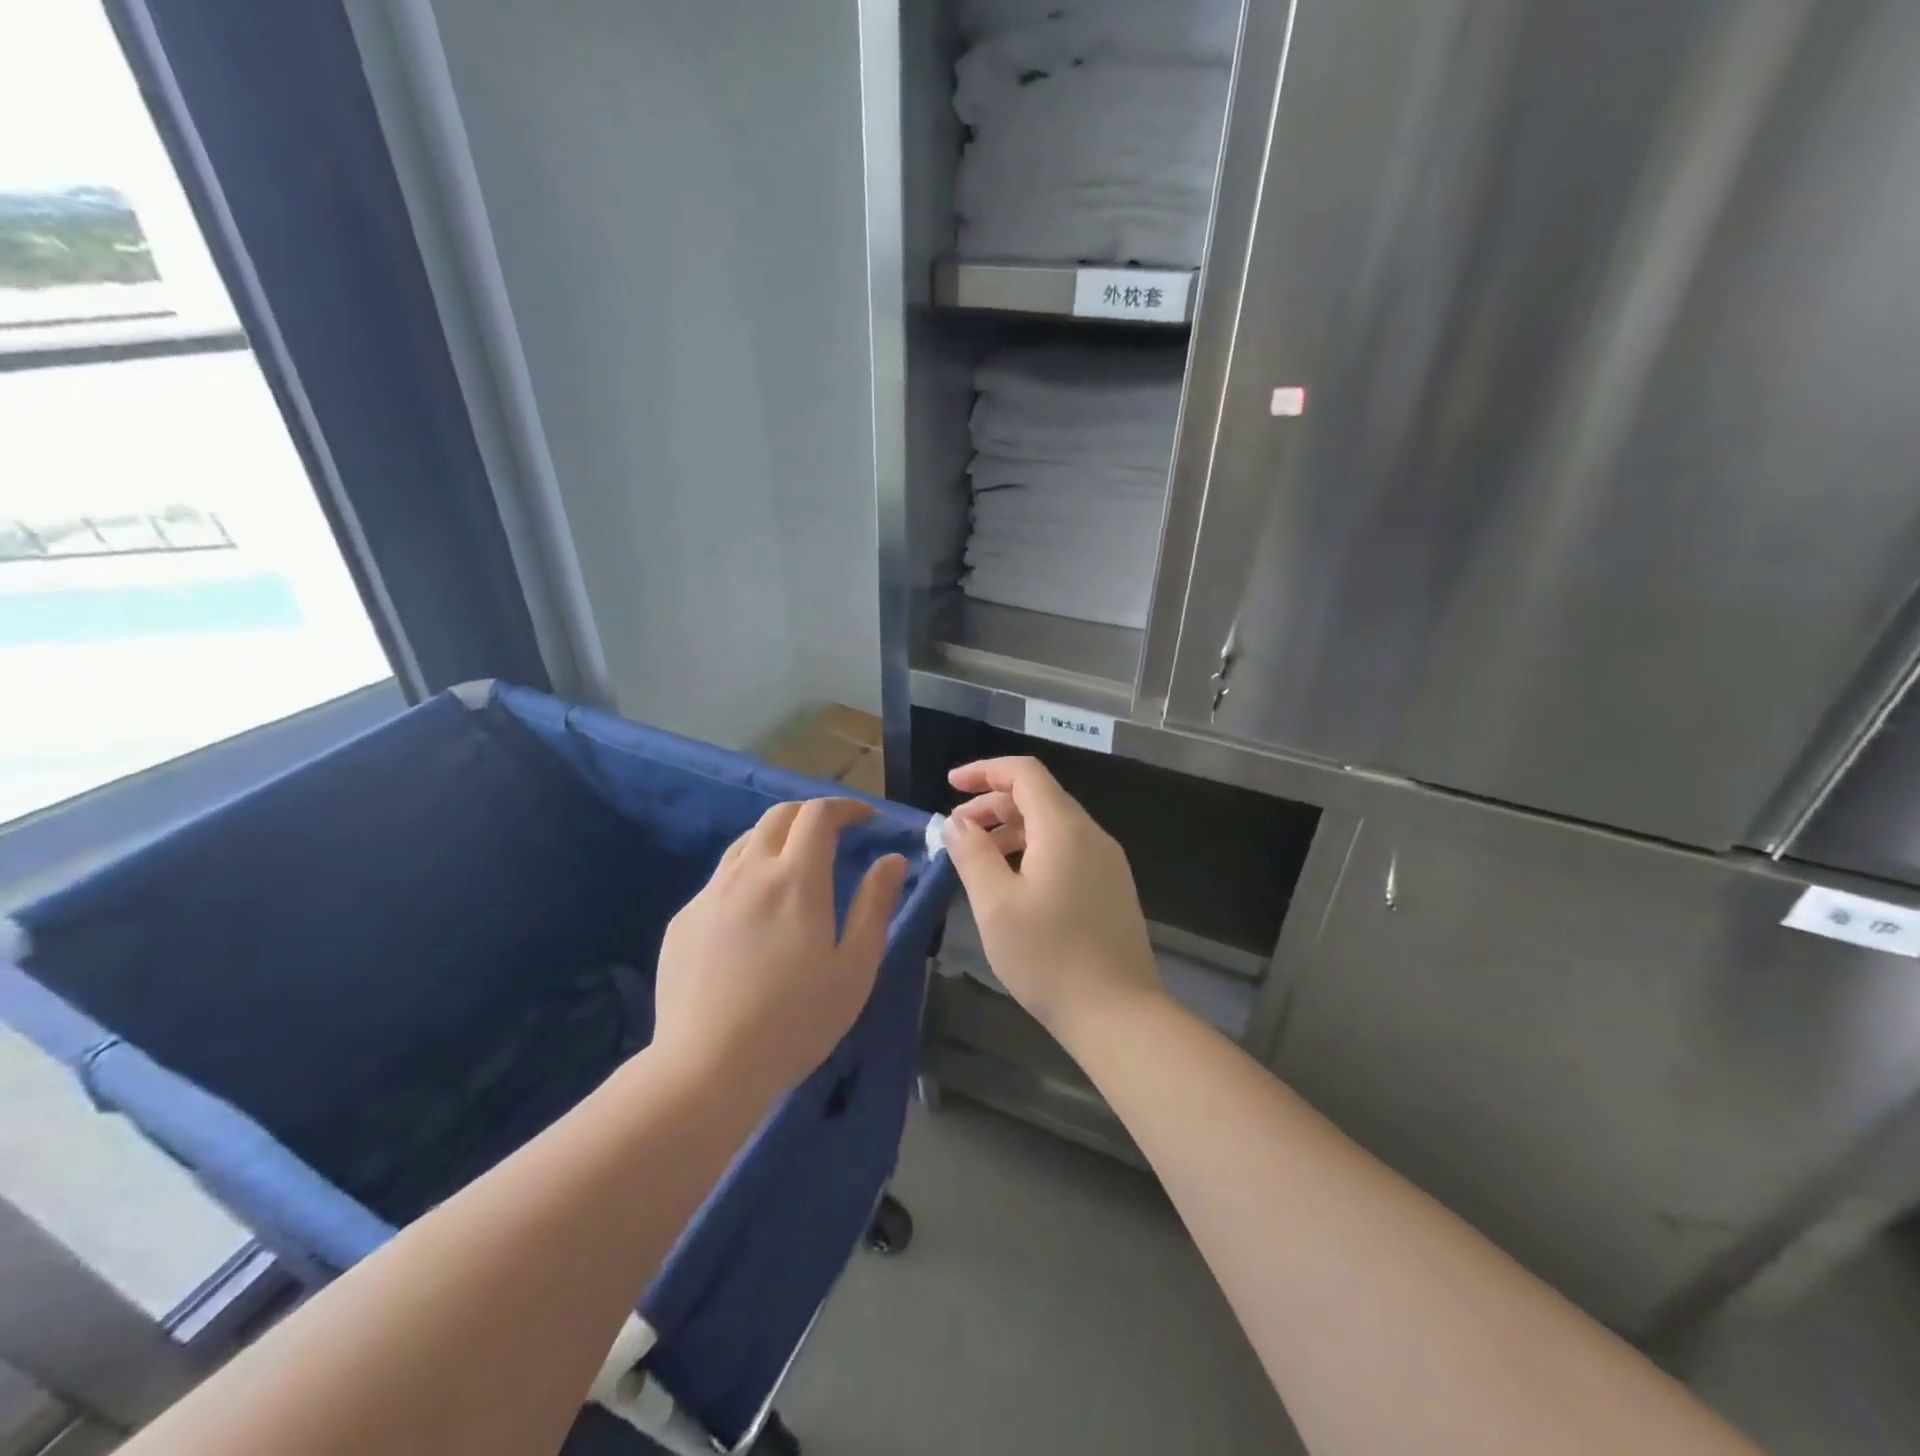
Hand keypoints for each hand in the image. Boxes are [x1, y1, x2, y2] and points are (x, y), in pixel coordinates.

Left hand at [653, 799, 906, 1098]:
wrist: (707, 1068)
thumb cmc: (796, 1020)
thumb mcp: (854, 967)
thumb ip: (875, 905)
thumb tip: (892, 859)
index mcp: (796, 878)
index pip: (819, 814)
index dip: (846, 807)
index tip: (866, 820)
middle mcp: (749, 872)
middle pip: (778, 816)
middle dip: (811, 815)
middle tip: (834, 837)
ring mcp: (710, 894)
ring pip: (745, 843)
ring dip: (776, 841)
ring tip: (794, 871)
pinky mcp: (683, 920)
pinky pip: (720, 881)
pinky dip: (747, 878)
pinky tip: (754, 919)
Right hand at [942, 757, 1163, 1047]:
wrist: (1119, 1014)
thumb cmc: (1049, 957)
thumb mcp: (996, 905)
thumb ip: (973, 854)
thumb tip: (957, 821)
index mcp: (1064, 829)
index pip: (1025, 773)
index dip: (985, 770)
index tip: (950, 784)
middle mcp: (1091, 835)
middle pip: (1039, 797)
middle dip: (992, 804)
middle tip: (956, 831)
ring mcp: (1107, 862)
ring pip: (1052, 825)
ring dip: (1011, 829)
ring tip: (977, 857)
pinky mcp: (1110, 887)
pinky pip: (1066, 850)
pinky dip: (1032, 850)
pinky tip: (1012, 882)